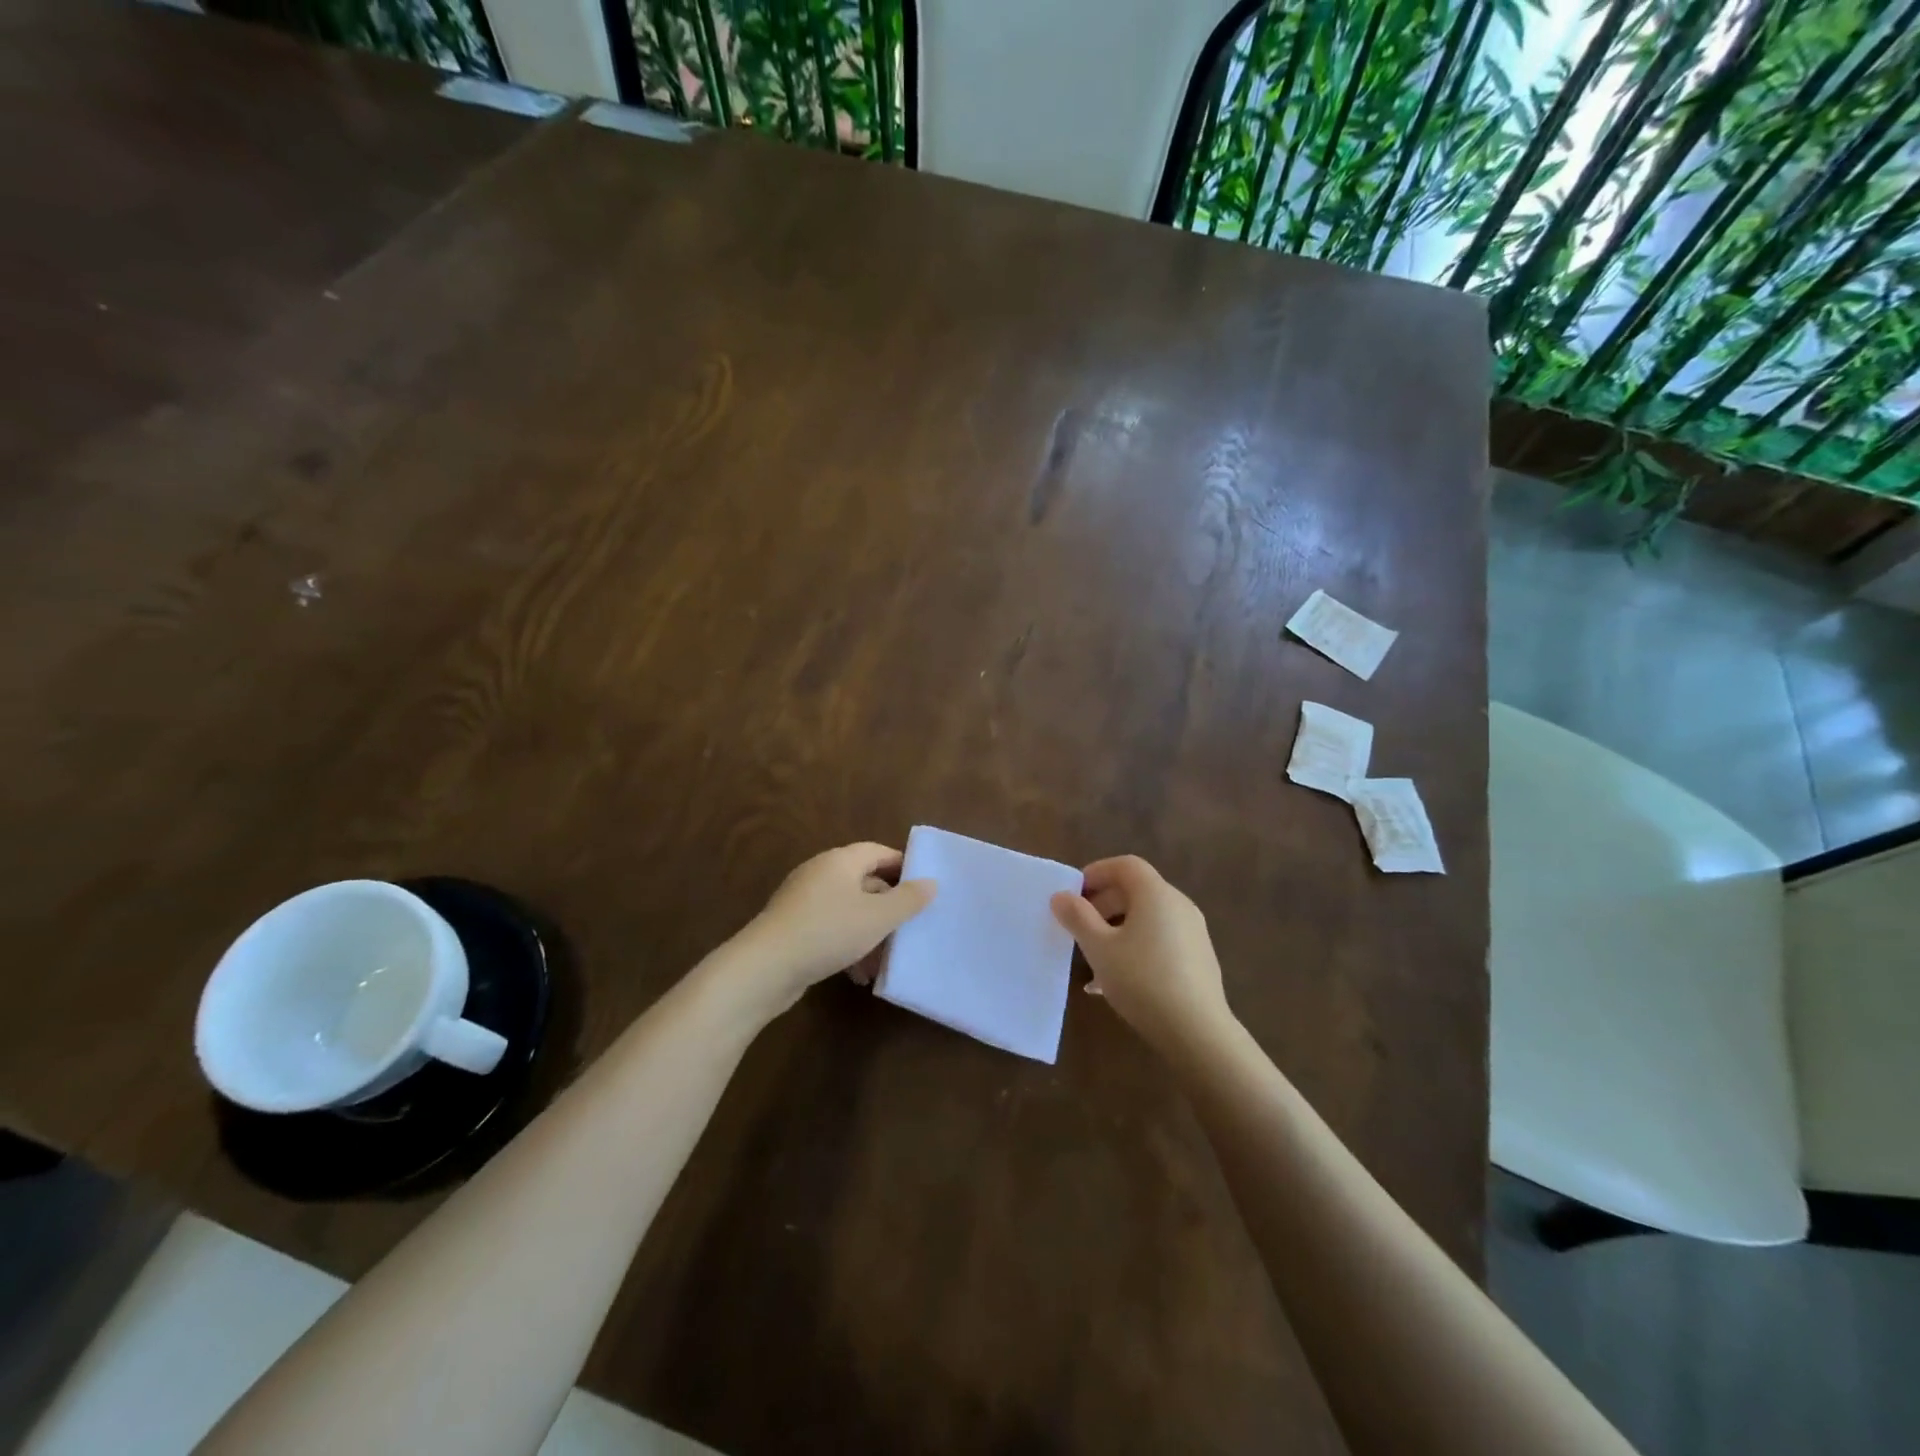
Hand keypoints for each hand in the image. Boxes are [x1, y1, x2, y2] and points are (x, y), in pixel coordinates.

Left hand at [733, 842, 935, 1013]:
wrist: (765, 968)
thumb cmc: (828, 932)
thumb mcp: (877, 917)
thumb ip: (908, 899)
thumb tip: (931, 882)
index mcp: (841, 861)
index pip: (879, 852)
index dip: (903, 867)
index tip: (924, 888)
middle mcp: (821, 874)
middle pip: (864, 882)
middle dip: (888, 907)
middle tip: (909, 928)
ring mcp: (803, 900)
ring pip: (848, 910)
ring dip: (869, 933)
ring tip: (884, 961)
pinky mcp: (793, 927)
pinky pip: (830, 929)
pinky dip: (848, 945)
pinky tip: (858, 974)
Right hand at [1050, 855, 1232, 1055]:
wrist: (1197, 1031)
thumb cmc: (1142, 980)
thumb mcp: (1099, 949)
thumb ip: (1078, 917)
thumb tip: (1061, 896)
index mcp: (1156, 894)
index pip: (1125, 865)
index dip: (1096, 872)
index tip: (1074, 894)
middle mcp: (1179, 904)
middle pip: (1137, 890)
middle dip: (1103, 904)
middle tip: (1079, 927)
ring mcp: (1193, 931)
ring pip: (1147, 918)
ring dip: (1118, 928)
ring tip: (1095, 958)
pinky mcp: (1199, 957)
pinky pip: (1161, 939)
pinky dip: (1137, 945)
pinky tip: (1119, 979)